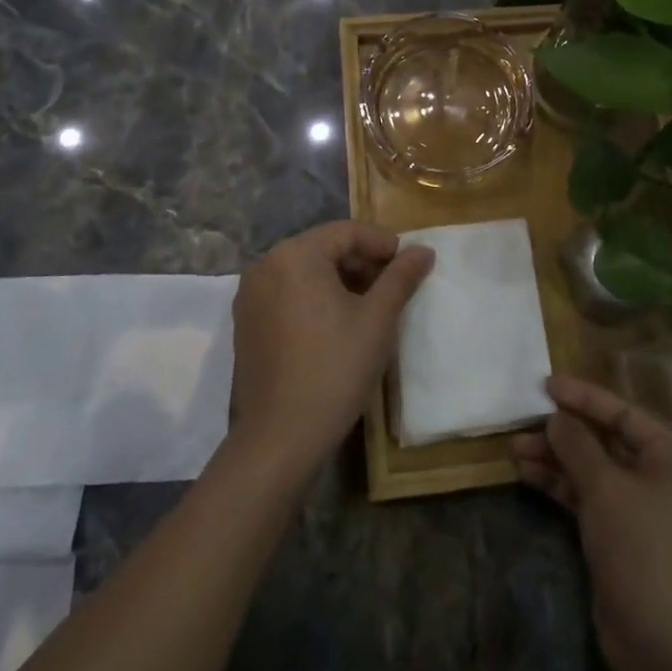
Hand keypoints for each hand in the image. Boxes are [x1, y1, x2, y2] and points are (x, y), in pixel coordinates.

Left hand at [228, 222, 434, 475]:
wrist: (280, 438)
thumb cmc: (334, 369)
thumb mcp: (377, 319)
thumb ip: (401, 277)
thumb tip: (424, 250)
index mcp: (295, 255)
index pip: (347, 232)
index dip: (383, 243)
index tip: (410, 265)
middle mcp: (265, 265)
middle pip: (324, 248)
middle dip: (362, 262)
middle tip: (394, 286)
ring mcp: (250, 295)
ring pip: (306, 272)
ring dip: (341, 280)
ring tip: (371, 306)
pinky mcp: (247, 323)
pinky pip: (288, 293)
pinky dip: (316, 298)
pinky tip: (338, 324)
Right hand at [512, 375, 671, 670]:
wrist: (664, 646)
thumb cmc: (642, 550)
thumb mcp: (606, 488)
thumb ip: (577, 445)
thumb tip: (556, 417)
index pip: (623, 413)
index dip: (584, 397)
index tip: (546, 384)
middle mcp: (662, 477)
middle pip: (606, 440)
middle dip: (564, 433)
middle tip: (523, 422)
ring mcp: (641, 508)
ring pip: (592, 469)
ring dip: (556, 459)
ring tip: (515, 449)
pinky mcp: (621, 536)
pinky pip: (588, 496)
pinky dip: (561, 486)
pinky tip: (528, 475)